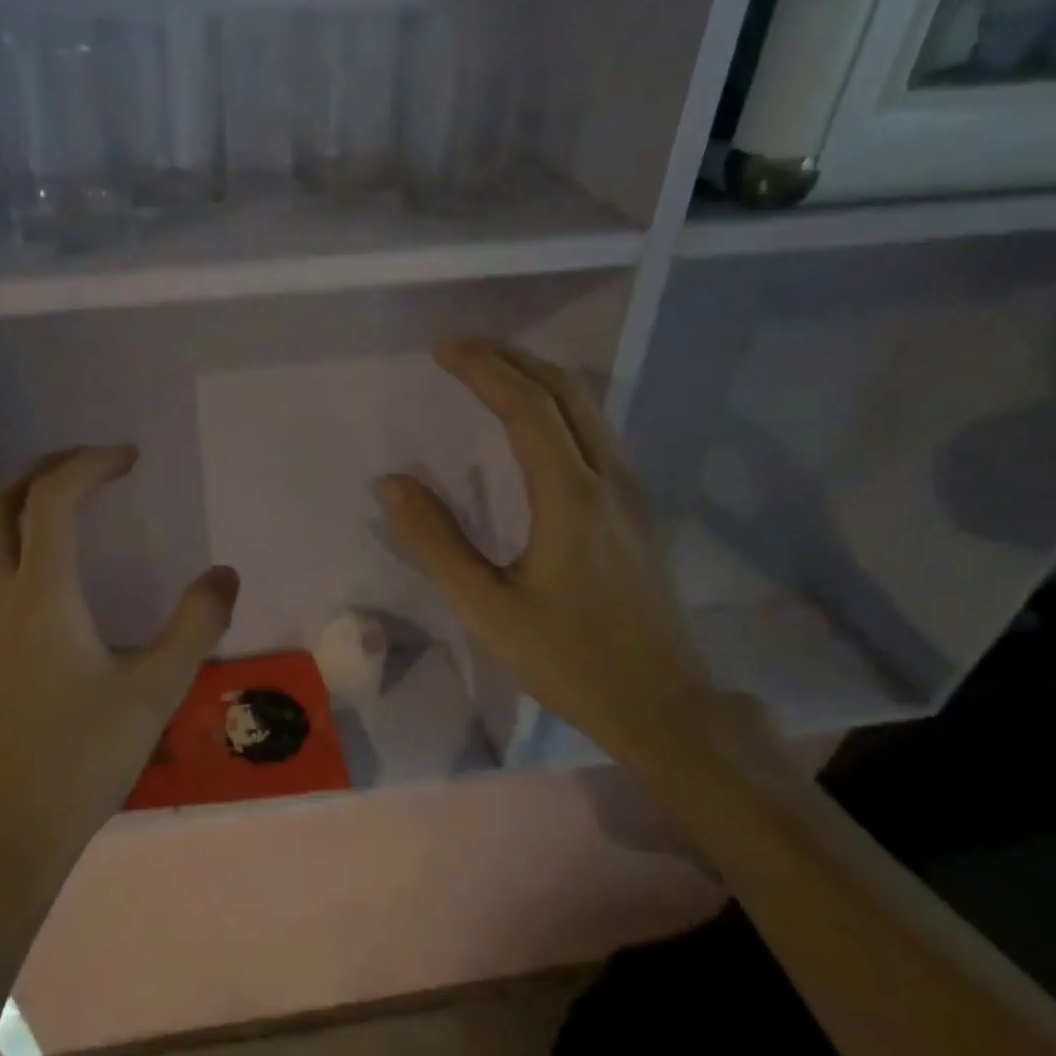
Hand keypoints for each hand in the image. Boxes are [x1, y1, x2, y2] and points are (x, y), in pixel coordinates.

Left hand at [0, 446, 238, 888]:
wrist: (10, 829)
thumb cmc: (85, 758)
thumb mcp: (156, 690)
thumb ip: (196, 625)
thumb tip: (224, 574)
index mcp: (41, 595)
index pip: (53, 499)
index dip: (90, 464)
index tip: (129, 459)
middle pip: (0, 500)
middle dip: (46, 468)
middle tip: (92, 467)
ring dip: (17, 501)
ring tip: (62, 504)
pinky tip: (31, 566)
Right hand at [379, 339, 716, 768]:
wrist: (662, 705)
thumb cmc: (568, 660)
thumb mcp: (487, 608)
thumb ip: (437, 542)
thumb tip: (393, 484)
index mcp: (571, 497)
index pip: (526, 407)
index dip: (483, 369)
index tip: (442, 350)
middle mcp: (610, 479)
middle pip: (567, 391)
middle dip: (513, 358)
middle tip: (462, 349)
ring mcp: (632, 493)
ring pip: (590, 409)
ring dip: (540, 379)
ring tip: (492, 373)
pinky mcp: (638, 512)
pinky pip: (598, 434)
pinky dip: (560, 408)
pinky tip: (536, 426)